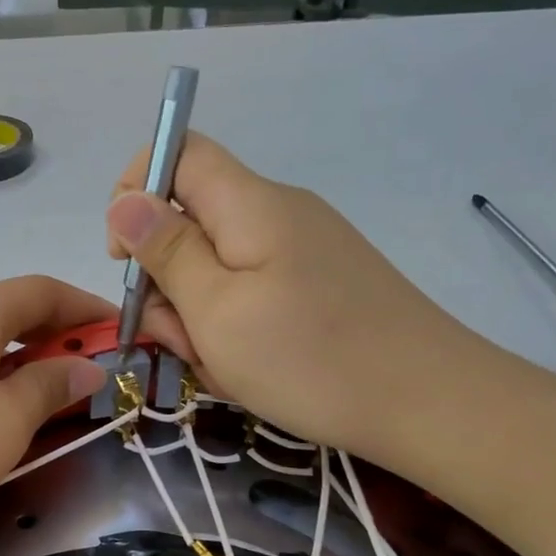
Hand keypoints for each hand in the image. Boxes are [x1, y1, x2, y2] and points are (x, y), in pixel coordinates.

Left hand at [0, 276, 110, 555]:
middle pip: (1, 311)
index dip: (84, 306)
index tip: (118, 331)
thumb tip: (84, 366)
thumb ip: (48, 386)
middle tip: (82, 373)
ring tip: (33, 399)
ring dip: (9, 360)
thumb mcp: (2, 424)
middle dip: (49, 336)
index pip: (40, 289)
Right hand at [106, 134, 491, 466]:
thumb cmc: (310, 357)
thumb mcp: (216, 309)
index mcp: (250, 204)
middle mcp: (276, 213)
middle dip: (168, 281)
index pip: (177, 151)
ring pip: (216, 268)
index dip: (135, 190)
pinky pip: (250, 294)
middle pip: (190, 220)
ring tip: (224, 366)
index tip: (125, 258)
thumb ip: (166, 251)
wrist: (431, 404)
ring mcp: (301, 251)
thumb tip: (124, 200)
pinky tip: (248, 370)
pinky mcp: (317, 284)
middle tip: (185, 339)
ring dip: (199, 316)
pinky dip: (233, 329)